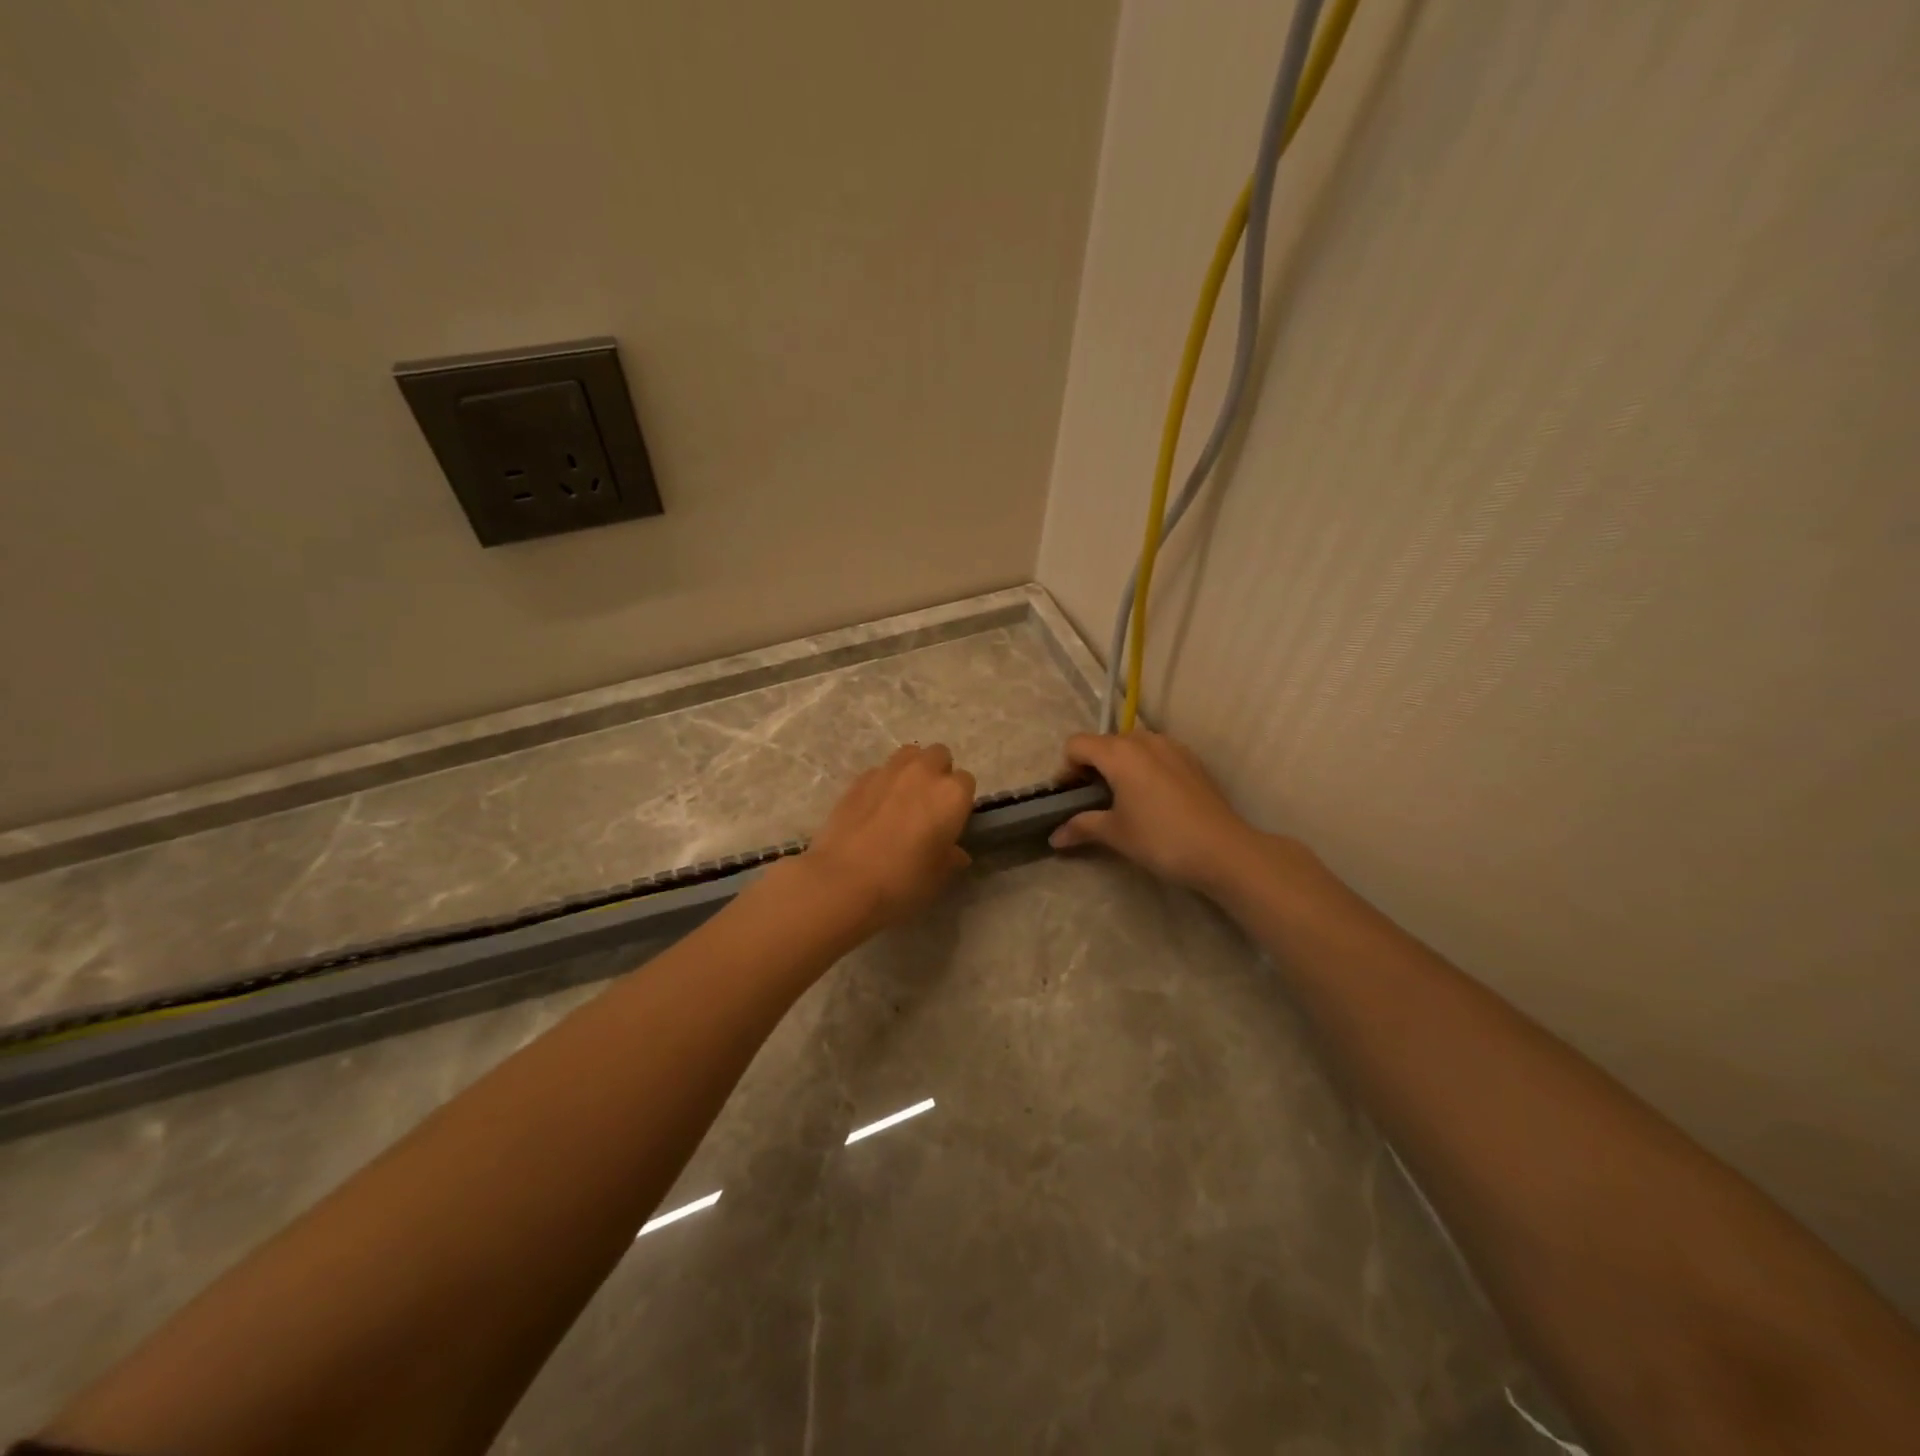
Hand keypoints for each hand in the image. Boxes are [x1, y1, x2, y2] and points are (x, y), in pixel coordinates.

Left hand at [798, 744, 976, 934]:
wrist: (843, 881)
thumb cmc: (902, 881)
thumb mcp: (938, 876)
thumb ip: (951, 857)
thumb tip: (955, 852)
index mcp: (951, 794)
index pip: (967, 782)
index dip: (960, 801)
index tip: (951, 821)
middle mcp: (923, 773)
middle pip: (939, 755)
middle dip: (938, 773)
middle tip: (929, 804)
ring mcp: (888, 771)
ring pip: (909, 755)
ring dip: (912, 769)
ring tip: (903, 798)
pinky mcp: (859, 779)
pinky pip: (880, 771)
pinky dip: (883, 782)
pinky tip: (874, 808)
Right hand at [1050, 730, 1270, 893]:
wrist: (1223, 850)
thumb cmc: (1161, 839)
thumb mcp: (1116, 834)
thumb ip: (1082, 827)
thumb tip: (1055, 838)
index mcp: (1119, 753)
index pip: (1077, 744)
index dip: (1066, 768)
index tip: (1069, 796)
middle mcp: (1144, 740)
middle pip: (1104, 742)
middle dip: (1092, 766)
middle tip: (1092, 799)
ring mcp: (1172, 747)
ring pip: (1132, 745)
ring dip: (1119, 765)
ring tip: (1123, 798)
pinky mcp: (1192, 759)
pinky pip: (1157, 754)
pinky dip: (1145, 767)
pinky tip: (1153, 799)